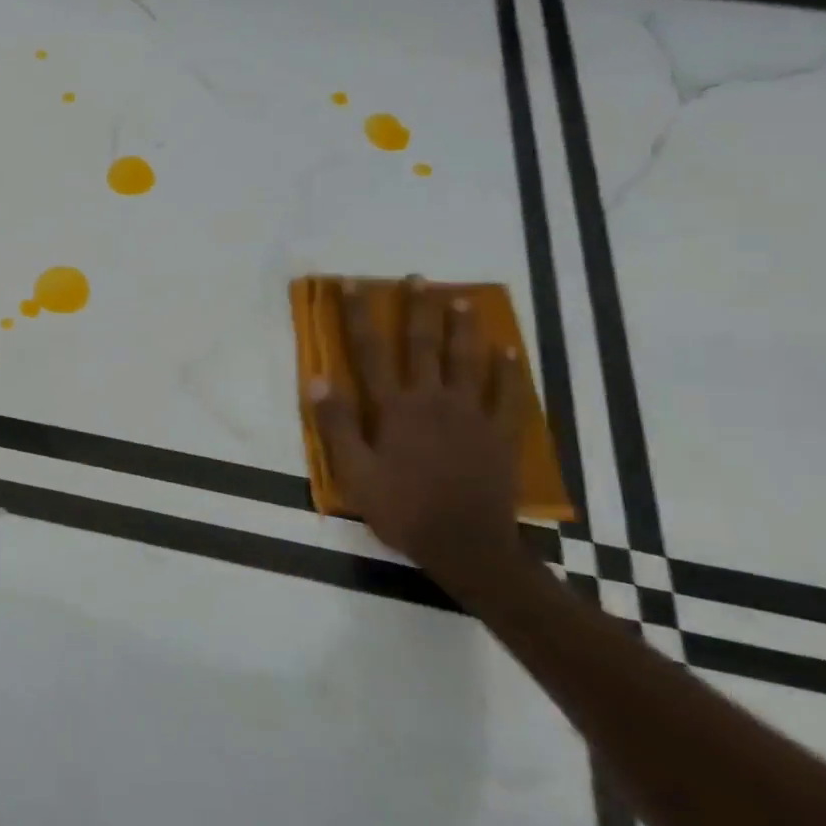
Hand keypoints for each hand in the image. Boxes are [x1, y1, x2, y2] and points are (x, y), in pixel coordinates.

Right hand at [309, 277, 525, 588]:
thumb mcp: (354, 472)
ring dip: (463, 328)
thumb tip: (317, 378)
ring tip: (462, 299)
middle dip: (418, 309)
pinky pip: (508, 395)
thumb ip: (336, 424)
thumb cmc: (402, 509)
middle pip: (423, 345)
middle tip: (418, 279)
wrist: (466, 545)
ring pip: (467, 361)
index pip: (370, 351)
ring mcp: (471, 415)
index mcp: (394, 408)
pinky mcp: (500, 435)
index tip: (353, 284)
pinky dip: (509, 370)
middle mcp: (432, 400)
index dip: (359, 315)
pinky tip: (509, 349)